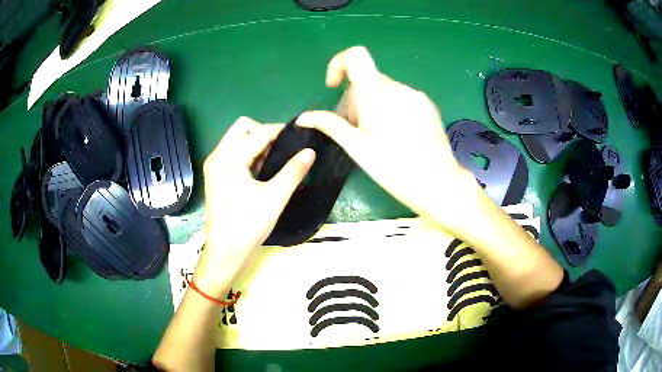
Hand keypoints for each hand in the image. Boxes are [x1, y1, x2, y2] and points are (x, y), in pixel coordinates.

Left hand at [195, 117, 315, 295]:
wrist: (225, 251)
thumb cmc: (249, 224)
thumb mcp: (275, 197)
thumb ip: (293, 171)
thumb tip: (310, 151)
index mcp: (230, 158)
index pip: (259, 133)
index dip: (281, 131)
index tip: (299, 136)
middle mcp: (218, 156)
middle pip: (242, 128)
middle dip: (263, 133)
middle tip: (280, 151)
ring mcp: (213, 165)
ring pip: (235, 139)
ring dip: (254, 143)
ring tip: (272, 162)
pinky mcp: (214, 175)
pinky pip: (231, 153)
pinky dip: (246, 154)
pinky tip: (258, 171)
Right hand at [296, 46, 478, 230]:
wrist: (438, 182)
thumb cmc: (394, 169)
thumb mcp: (358, 148)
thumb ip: (331, 126)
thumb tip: (304, 117)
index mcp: (377, 94)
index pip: (356, 56)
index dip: (339, 64)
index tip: (334, 86)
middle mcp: (397, 87)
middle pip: (367, 79)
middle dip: (354, 98)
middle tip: (357, 129)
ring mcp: (415, 95)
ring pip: (383, 89)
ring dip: (372, 104)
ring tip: (378, 136)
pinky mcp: (427, 104)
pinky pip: (400, 96)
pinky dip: (390, 107)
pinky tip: (397, 135)